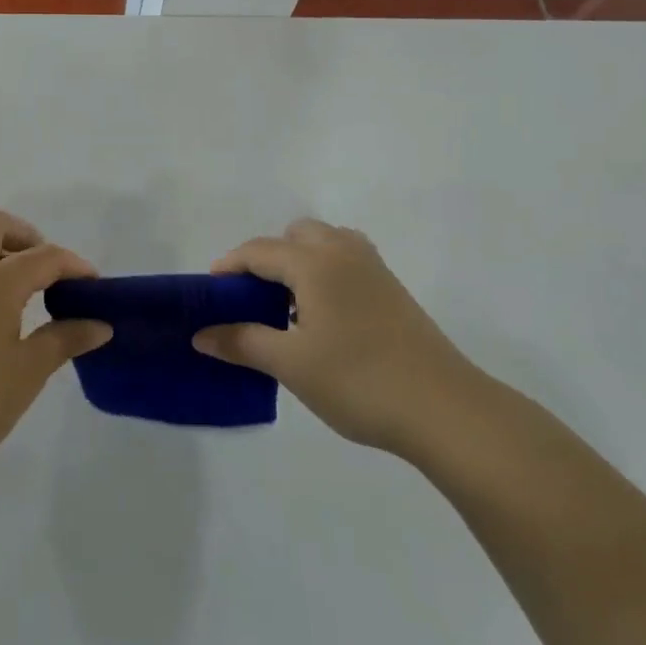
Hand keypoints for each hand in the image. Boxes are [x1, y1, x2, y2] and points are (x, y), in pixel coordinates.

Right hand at [193, 219, 488, 459]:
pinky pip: (346, 260)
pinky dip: (324, 272)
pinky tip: (322, 316)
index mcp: (315, 262)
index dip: (228, 267)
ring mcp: (373, 269)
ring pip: (325, 243)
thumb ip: (242, 342)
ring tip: (287, 307)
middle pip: (295, 235)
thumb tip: (201, 335)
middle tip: (252, 299)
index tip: (208, 293)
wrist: (444, 409)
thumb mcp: (291, 364)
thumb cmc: (359, 381)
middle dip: (267, 258)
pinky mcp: (392, 289)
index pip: (259, 251)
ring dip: (299, 262)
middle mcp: (344, 252)